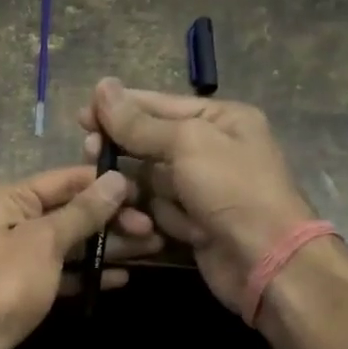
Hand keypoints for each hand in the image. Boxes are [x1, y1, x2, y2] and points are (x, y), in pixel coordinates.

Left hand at [0, 165, 161, 348]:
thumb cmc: (1, 287)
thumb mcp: (44, 242)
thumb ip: (82, 212)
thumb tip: (115, 179)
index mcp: (5, 199)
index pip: (64, 180)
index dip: (105, 185)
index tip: (146, 192)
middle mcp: (4, 221)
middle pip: (66, 213)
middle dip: (110, 220)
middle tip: (155, 230)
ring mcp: (9, 258)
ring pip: (64, 245)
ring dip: (104, 247)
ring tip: (151, 250)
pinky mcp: (14, 290)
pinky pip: (56, 273)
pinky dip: (84, 274)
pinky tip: (118, 278)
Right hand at [82, 79, 317, 314]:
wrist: (265, 261)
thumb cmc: (232, 189)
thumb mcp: (187, 144)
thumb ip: (140, 123)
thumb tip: (102, 87)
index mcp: (220, 120)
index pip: (160, 106)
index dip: (120, 109)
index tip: (82, 115)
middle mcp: (212, 150)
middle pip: (150, 144)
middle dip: (124, 153)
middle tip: (91, 153)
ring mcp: (202, 190)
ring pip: (149, 182)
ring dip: (137, 193)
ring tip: (124, 201)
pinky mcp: (193, 223)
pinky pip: (159, 211)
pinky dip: (155, 219)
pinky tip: (149, 229)